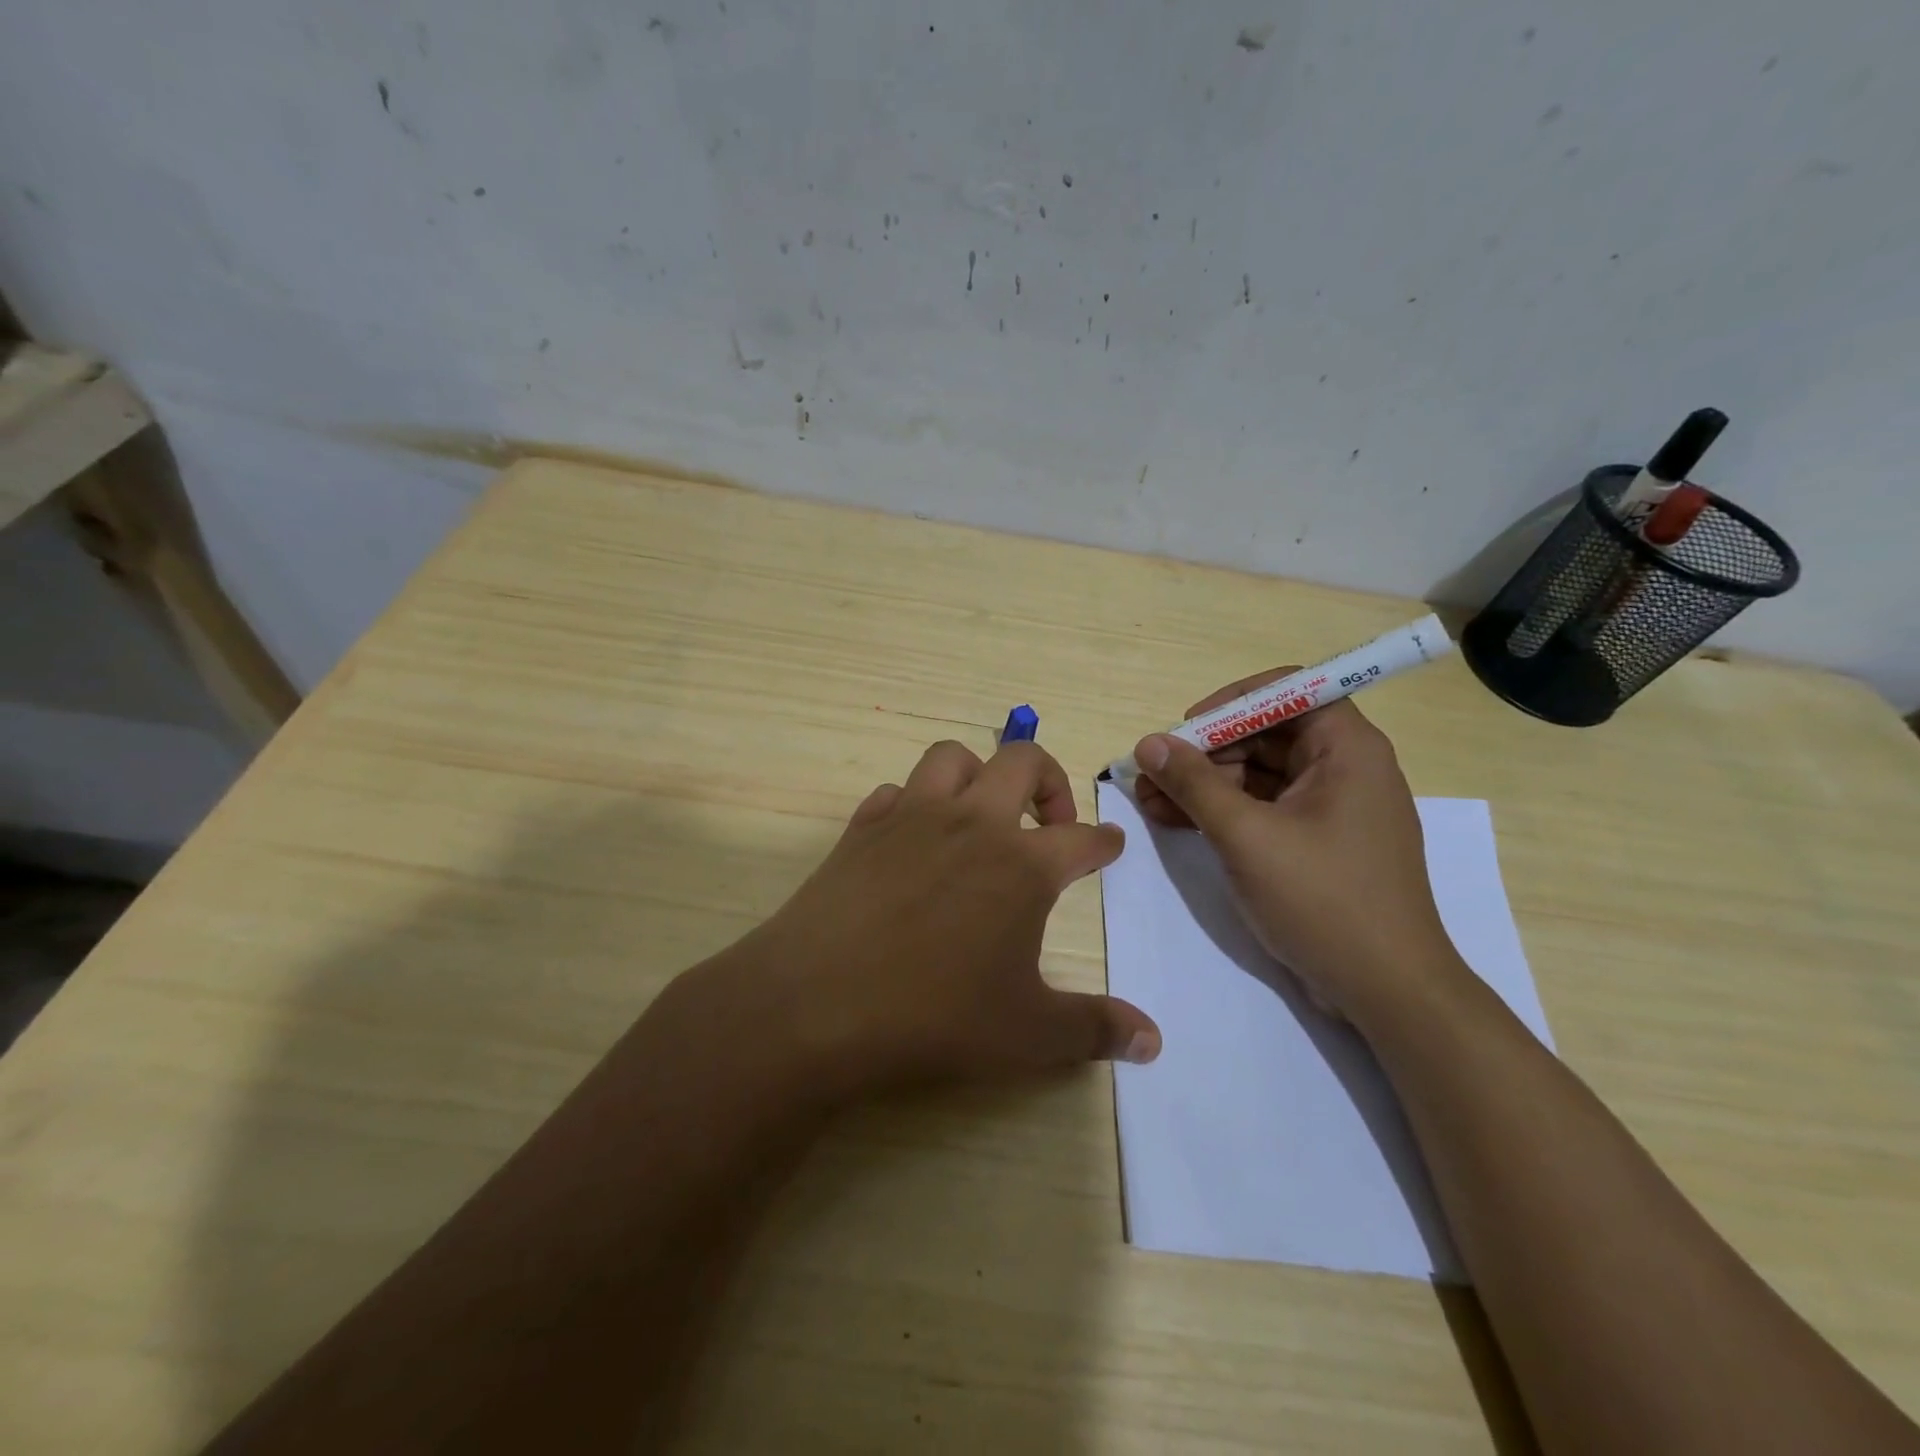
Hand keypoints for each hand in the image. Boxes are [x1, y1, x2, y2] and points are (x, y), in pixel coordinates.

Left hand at [722, 738, 1161, 1099]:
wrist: (817, 1005)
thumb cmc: (934, 1016)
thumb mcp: (1028, 1034)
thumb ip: (1096, 1029)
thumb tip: (1153, 1041)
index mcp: (1021, 864)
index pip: (1083, 839)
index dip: (1105, 841)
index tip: (1111, 844)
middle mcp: (970, 823)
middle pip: (1023, 761)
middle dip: (1050, 780)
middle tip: (1052, 820)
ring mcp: (911, 817)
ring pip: (952, 757)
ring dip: (978, 773)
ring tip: (982, 812)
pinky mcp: (861, 828)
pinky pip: (895, 792)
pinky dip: (913, 803)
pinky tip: (913, 838)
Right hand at [1132, 669, 1457, 1021]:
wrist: (1387, 992)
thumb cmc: (1323, 900)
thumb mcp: (1246, 836)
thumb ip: (1194, 784)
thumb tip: (1149, 743)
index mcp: (1347, 748)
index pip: (1287, 691)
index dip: (1231, 703)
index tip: (1186, 730)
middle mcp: (1344, 768)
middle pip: (1266, 734)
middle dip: (1205, 753)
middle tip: (1151, 774)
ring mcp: (1331, 808)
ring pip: (1258, 775)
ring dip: (1204, 785)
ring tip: (1148, 801)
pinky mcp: (1318, 843)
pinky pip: (1264, 809)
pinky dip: (1223, 812)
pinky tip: (1175, 822)